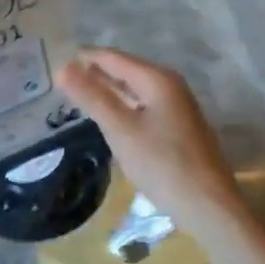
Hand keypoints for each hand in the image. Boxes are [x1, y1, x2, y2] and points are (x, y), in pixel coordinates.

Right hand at [55, 47, 247, 235]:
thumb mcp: (120, 129)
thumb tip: (62, 67)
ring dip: (107, 90)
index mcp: (157, 79)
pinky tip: (109, 116)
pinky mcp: (178, 127)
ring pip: (134, 89)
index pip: (112, 58)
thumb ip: (92, 97)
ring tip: (78, 95)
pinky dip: (122, 106)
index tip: (55, 62)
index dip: (84, 58)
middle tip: (61, 79)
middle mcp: (170, 85)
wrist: (209, 206)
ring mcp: (177, 106)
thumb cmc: (162, 164)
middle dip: (94, 73)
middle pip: (125, 70)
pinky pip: (143, 105)